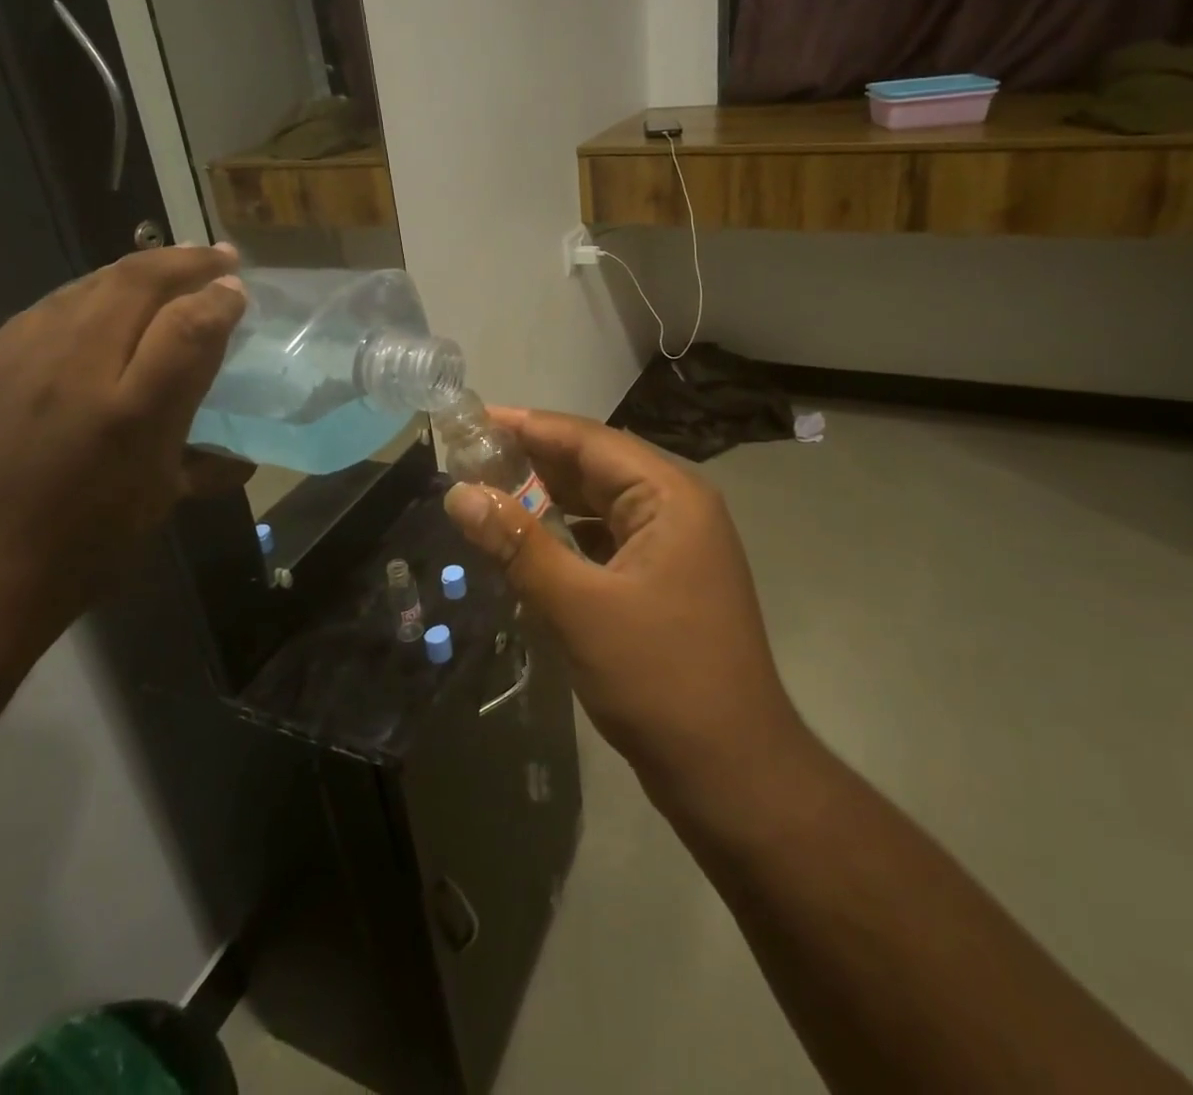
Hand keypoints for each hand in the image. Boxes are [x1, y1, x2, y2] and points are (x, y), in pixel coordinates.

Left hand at [0, 245, 247, 637]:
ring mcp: (20, 356)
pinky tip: (105, 305)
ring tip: (169, 267)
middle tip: (218, 256)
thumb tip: (241, 457)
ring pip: (90, 284)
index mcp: (131, 413)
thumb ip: (203, 465)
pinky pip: (50, 307)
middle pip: (137, 283)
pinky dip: (93, 293)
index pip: (189, 326)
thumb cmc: (78, 549)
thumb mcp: (157, 504)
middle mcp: (76, 369)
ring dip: (139, 269)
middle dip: (186, 261)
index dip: (220, 298)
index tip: (238, 290)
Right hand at [443, 410, 801, 796]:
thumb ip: (517, 544)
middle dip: (535, 459)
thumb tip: (459, 493)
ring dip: (550, 496)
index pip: (589, 440)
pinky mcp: (667, 578)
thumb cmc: (658, 679)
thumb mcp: (578, 608)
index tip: (474, 419)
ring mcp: (676, 545)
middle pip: (597, 466)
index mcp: (670, 496)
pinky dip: (569, 533)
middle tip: (470, 456)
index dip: (529, 426)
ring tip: (491, 490)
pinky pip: (609, 538)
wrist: (732, 772)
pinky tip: (533, 540)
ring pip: (602, 503)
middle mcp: (679, 507)